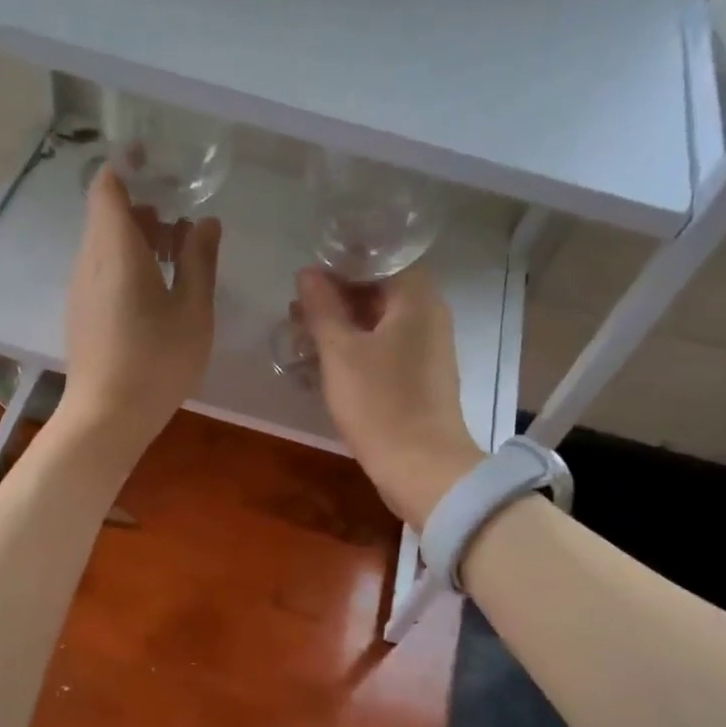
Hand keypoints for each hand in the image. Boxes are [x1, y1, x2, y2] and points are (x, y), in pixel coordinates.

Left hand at [60, 166, 220, 454]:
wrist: (106, 416)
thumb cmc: (156, 361)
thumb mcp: (192, 310)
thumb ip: (199, 260)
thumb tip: (206, 222)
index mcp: (115, 248)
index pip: (107, 185)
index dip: (129, 166)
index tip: (159, 163)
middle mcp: (89, 260)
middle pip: (108, 214)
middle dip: (145, 207)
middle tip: (185, 221)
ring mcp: (81, 288)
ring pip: (105, 244)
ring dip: (139, 238)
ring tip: (179, 256)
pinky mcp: (81, 312)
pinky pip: (102, 269)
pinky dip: (128, 263)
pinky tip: (158, 290)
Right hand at [297, 266, 482, 527]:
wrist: (421, 468)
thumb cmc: (380, 403)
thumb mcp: (340, 352)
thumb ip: (323, 308)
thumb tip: (308, 274)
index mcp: (416, 298)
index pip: (380, 258)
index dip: (341, 263)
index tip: (306, 278)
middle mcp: (428, 315)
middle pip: (379, 290)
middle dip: (336, 296)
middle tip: (297, 310)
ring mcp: (427, 348)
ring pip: (379, 322)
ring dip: (342, 325)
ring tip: (302, 336)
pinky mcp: (420, 377)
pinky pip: (385, 348)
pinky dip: (356, 348)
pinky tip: (326, 362)